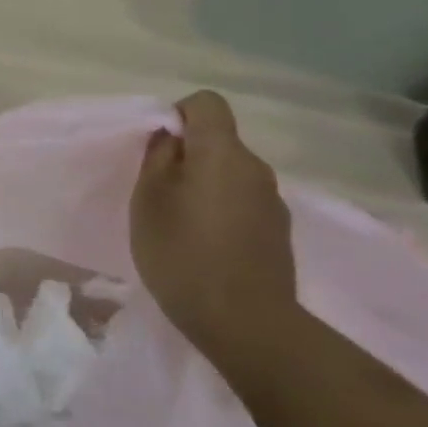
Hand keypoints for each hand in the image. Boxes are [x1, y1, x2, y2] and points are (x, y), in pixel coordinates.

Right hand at [129, 91, 299, 372]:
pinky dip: (223, 212)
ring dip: (206, 186)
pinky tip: (206, 246)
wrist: (246, 323)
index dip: (178, 114)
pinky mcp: (279, 233)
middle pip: (219, 142)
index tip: (158, 147)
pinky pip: (243, 203)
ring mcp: (273, 201)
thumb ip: (158, 159)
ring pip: (231, 174)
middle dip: (188, 156)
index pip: (206, 103)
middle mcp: (255, 168)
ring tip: (180, 224)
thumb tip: (170, 138)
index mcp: (222, 152)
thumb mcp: (148, 200)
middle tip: (159, 192)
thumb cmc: (183, 253)